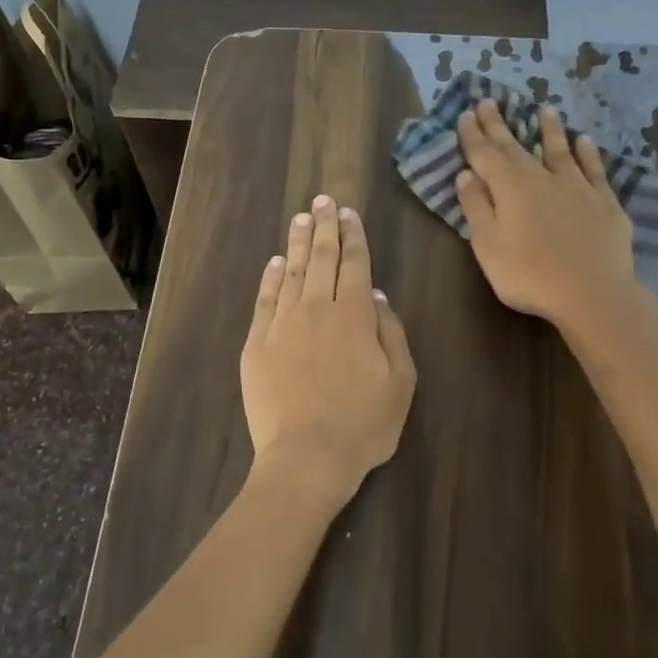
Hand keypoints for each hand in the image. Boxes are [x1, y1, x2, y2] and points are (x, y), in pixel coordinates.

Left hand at [240, 195, 416, 509]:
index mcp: (356, 315)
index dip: (352, 236)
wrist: (306, 457)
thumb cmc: (363, 424)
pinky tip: (274, 263)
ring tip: (300, 218)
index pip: (355, 264)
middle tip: (322, 200)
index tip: (347, 213)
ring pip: (290, 272)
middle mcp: (317, 309)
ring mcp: (282, 324)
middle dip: (323, 226)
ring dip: (296, 243)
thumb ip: (392, 333)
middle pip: (321, 258)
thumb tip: (379, 296)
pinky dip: (270, 278)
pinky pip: (264, 300)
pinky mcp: (257, 344)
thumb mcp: (400, 382)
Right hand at [455, 100, 636, 329]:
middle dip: (501, 125)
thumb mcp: (488, 245)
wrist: (592, 293)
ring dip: (549, 130)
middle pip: (517, 147)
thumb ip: (476, 207)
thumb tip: (466, 174)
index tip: (466, 114)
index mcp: (509, 187)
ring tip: (544, 110)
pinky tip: (585, 142)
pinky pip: (594, 169)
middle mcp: (542, 177)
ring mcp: (577, 187)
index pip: (485, 154)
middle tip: (490, 102)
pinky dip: (587, 153)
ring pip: (559, 150)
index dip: (474, 135)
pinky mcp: (604, 202)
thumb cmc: (529, 274)